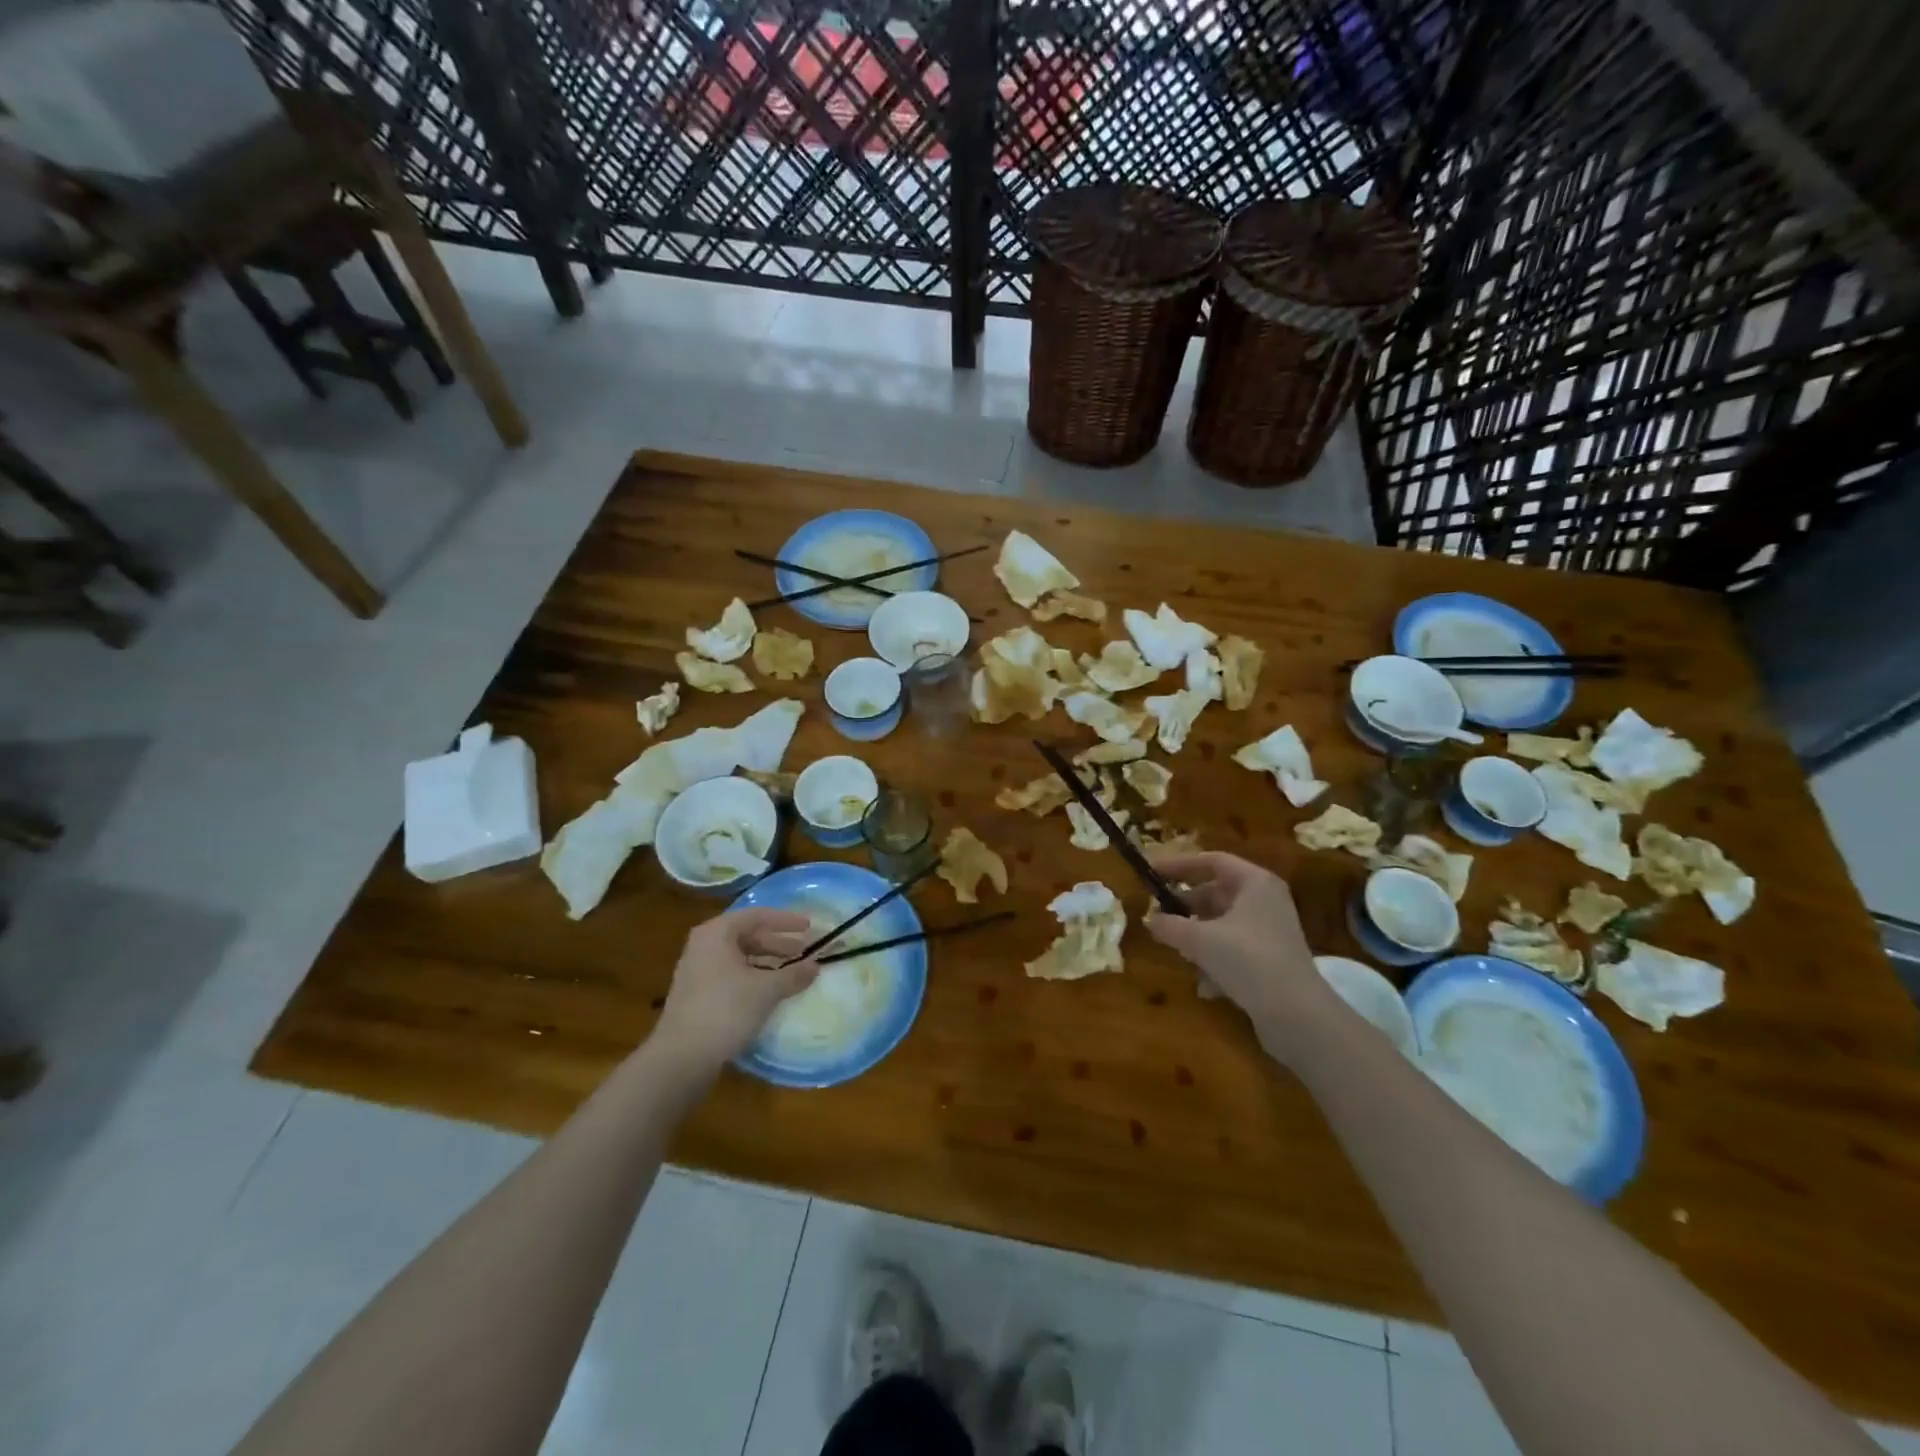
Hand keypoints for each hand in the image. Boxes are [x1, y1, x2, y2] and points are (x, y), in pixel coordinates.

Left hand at [655, 910, 820, 1070]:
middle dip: (778, 942)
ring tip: (791, 971)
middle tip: (804, 950)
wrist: (681, 1057)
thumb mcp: (766, 990)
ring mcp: (697, 970)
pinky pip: (731, 975)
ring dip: (767, 961)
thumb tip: (815, 966)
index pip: (757, 916)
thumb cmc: (726, 1010)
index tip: (809, 927)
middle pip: (747, 935)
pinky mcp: (696, 994)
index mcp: (717, 933)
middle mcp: (703, 945)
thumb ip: (793, 974)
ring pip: (739, 956)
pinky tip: (769, 991)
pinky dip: (753, 977)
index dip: (786, 920)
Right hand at [1144, 852, 1344, 1061]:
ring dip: (1198, 936)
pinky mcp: (1272, 959)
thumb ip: (1170, 925)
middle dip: (1186, 906)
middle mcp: (1266, 900)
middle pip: (1216, 893)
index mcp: (1255, 883)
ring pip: (1223, 923)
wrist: (1297, 1015)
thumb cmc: (1248, 960)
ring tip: (1177, 950)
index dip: (1179, 864)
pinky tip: (1205, 985)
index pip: (1211, 860)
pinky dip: (1216, 960)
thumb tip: (1150, 919)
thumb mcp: (1200, 940)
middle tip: (1158, 914)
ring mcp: (1271, 931)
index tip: (1151, 872)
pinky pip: (1235, 948)